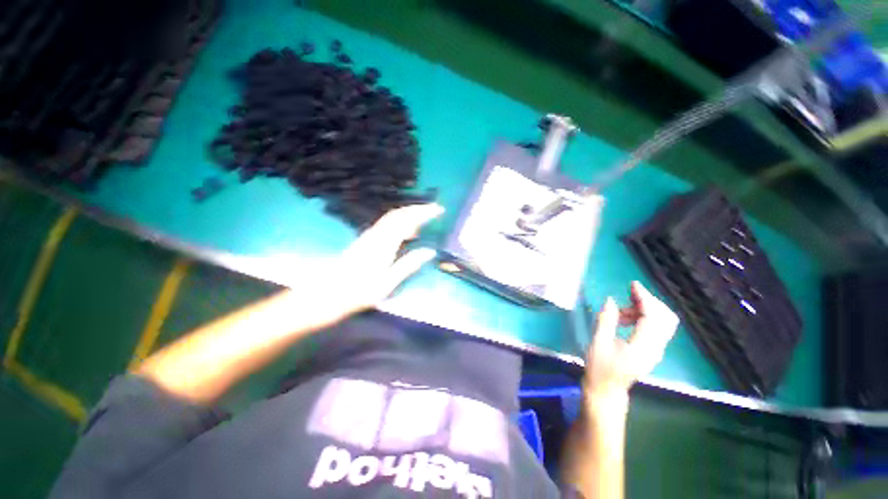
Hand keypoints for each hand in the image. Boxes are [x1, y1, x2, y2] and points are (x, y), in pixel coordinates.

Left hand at [332, 203, 443, 316]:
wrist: (330, 293)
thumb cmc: (361, 291)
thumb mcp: (388, 282)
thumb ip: (409, 265)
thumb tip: (430, 251)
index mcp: (385, 243)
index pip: (408, 220)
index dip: (424, 213)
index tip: (439, 210)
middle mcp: (377, 234)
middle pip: (399, 213)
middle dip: (418, 208)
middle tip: (435, 209)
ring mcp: (370, 235)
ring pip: (392, 217)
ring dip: (410, 213)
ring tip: (425, 217)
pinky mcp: (366, 239)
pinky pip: (387, 223)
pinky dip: (401, 221)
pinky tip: (406, 230)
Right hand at [584, 281, 678, 406]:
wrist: (607, 391)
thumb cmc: (599, 368)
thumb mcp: (598, 343)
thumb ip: (606, 320)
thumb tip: (611, 300)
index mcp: (642, 347)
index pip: (652, 317)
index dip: (645, 298)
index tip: (632, 284)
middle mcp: (655, 348)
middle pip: (665, 318)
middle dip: (649, 301)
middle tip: (629, 293)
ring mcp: (656, 350)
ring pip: (662, 322)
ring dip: (645, 309)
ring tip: (621, 311)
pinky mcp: (652, 350)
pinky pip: (656, 328)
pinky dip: (644, 317)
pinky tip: (626, 318)